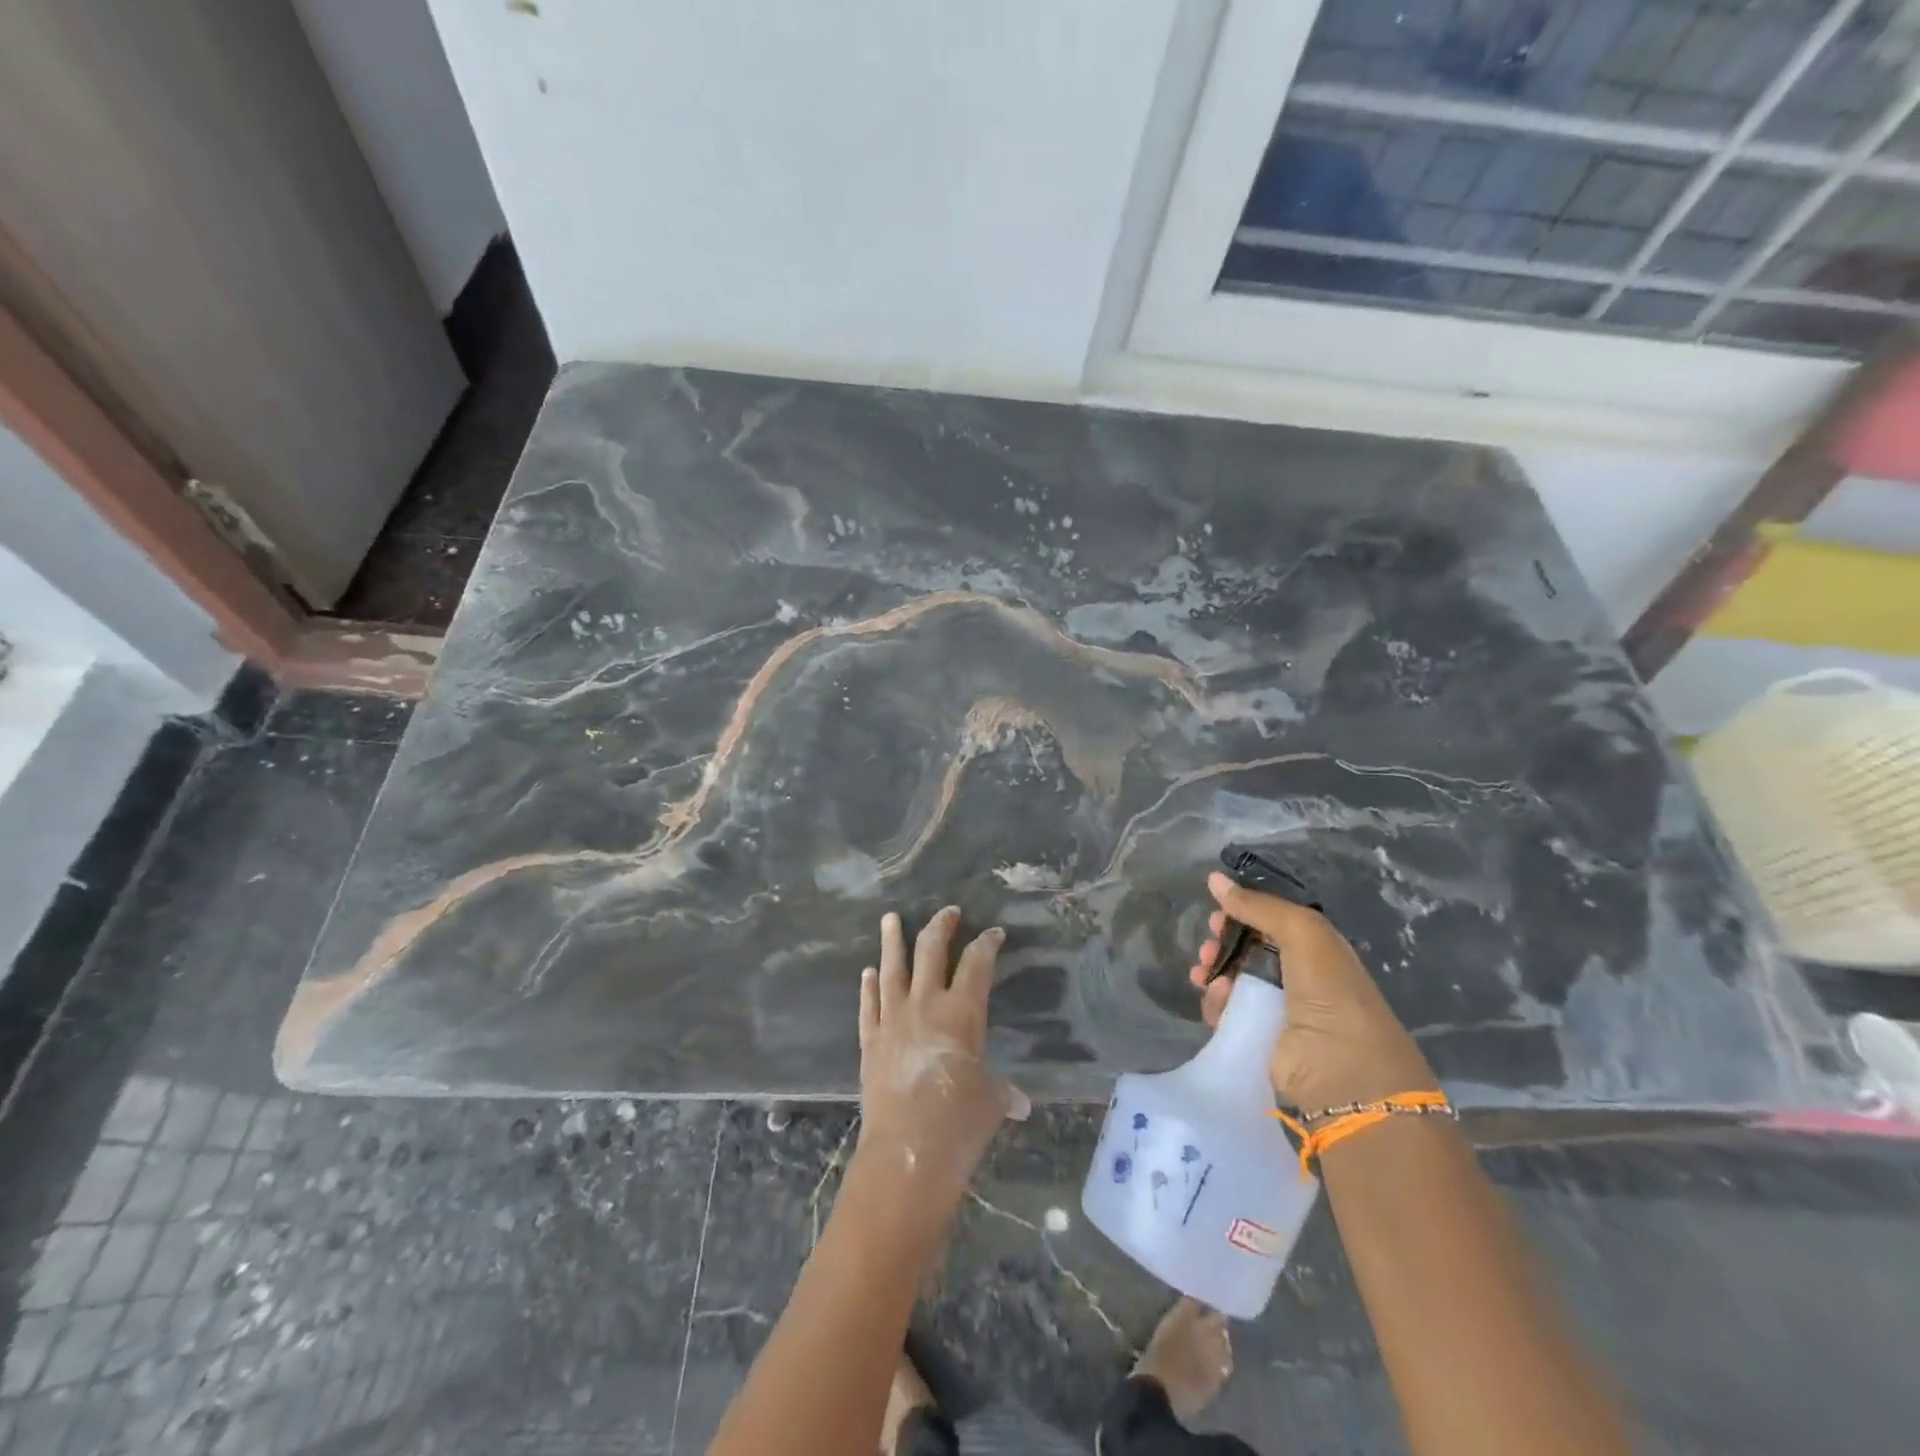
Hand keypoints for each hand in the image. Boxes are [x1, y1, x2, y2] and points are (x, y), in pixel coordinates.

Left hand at [857, 907, 1028, 1198]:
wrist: (906, 1154)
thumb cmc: (959, 1125)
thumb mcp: (990, 1103)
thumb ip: (1002, 1093)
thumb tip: (1019, 1103)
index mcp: (962, 1013)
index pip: (977, 964)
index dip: (987, 944)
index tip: (994, 932)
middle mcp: (926, 1005)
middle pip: (931, 952)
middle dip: (940, 927)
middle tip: (948, 912)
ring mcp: (893, 1019)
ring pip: (892, 969)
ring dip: (892, 941)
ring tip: (891, 918)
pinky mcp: (871, 1040)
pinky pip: (869, 1005)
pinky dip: (868, 987)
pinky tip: (868, 972)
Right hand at [1189, 872, 1436, 1112]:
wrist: (1344, 1073)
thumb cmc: (1330, 993)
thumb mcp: (1303, 933)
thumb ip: (1260, 905)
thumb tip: (1214, 879)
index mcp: (1317, 948)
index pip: (1272, 920)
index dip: (1244, 911)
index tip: (1218, 910)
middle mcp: (1299, 975)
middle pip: (1249, 947)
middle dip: (1223, 940)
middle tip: (1208, 943)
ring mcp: (1279, 1008)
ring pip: (1234, 977)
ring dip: (1214, 969)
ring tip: (1203, 973)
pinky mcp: (1260, 1036)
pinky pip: (1229, 1010)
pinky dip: (1216, 1001)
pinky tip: (1213, 999)